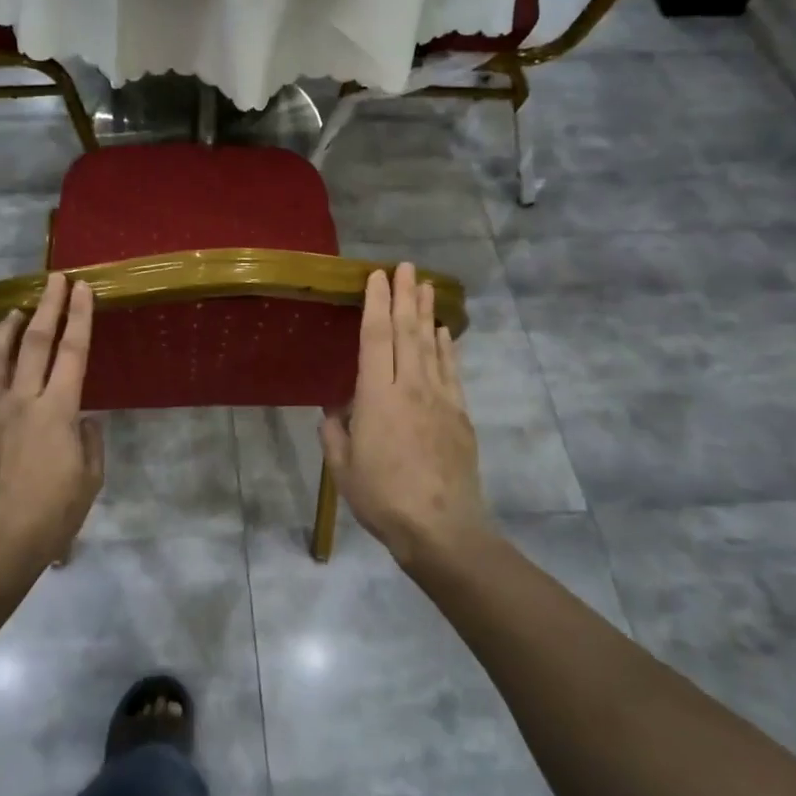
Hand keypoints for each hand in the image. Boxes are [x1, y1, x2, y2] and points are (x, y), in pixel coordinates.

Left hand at [0, 273, 104, 582]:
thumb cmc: (53, 515)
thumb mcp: (90, 480)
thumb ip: (90, 443)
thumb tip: (84, 421)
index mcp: (59, 410)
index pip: (74, 352)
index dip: (79, 317)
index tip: (82, 289)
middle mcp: (23, 401)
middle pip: (36, 343)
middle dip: (47, 307)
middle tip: (54, 280)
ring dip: (6, 330)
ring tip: (14, 310)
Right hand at [320, 263, 492, 570]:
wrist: (441, 528)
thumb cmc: (382, 498)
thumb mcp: (343, 468)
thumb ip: (335, 432)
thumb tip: (336, 409)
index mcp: (377, 397)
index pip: (376, 338)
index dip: (375, 303)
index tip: (376, 276)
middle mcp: (411, 388)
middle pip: (408, 332)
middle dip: (405, 295)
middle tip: (405, 266)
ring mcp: (441, 400)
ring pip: (432, 346)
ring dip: (427, 313)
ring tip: (426, 285)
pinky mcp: (460, 415)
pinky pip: (451, 371)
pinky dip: (447, 347)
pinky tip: (444, 333)